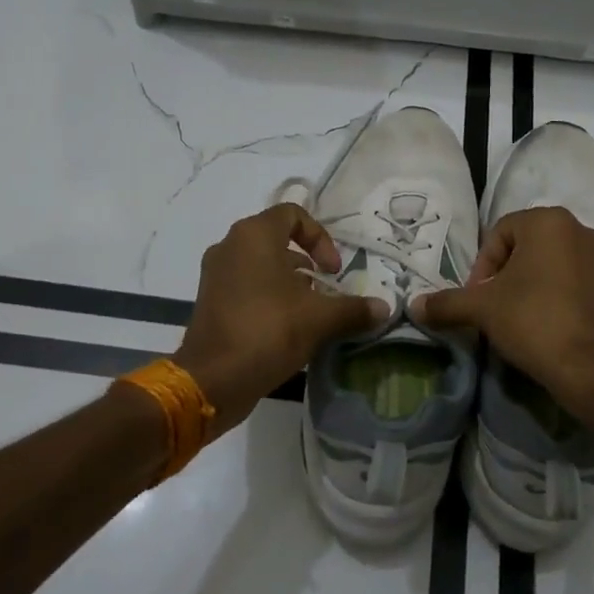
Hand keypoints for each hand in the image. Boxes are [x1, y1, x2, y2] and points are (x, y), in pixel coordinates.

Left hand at [174, 204, 386, 434]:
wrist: (212, 380)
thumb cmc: (268, 332)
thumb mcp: (319, 319)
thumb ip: (353, 309)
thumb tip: (385, 308)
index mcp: (254, 236)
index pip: (293, 214)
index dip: (320, 237)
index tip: (333, 270)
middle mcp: (230, 245)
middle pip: (276, 238)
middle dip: (307, 260)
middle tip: (326, 287)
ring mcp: (215, 273)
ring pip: (261, 262)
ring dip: (289, 279)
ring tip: (310, 308)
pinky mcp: (209, 298)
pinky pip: (245, 283)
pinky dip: (268, 293)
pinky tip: (287, 324)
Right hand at [412, 207, 593, 416]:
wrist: (593, 369)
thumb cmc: (534, 322)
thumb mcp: (482, 310)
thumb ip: (447, 302)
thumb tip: (414, 305)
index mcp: (549, 221)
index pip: (499, 234)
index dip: (481, 267)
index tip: (477, 299)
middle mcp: (580, 229)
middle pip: (526, 246)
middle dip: (505, 275)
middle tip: (493, 307)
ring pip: (551, 263)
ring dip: (529, 284)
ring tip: (517, 317)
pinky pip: (574, 280)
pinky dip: (555, 295)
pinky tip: (545, 324)